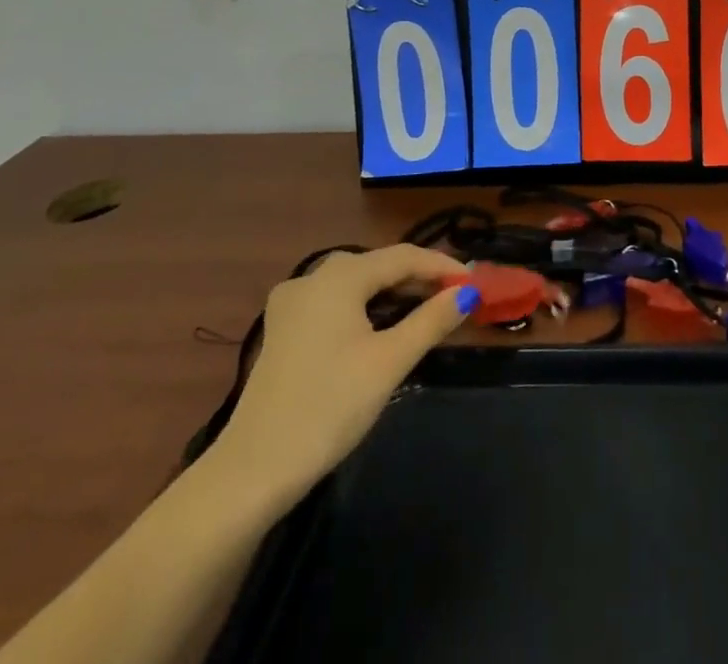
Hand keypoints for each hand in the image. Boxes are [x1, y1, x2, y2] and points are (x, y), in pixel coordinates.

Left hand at [202, 245, 476, 506]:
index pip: (403, 256)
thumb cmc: (329, 406)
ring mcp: (292, 304)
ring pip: (356, 284)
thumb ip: (431, 321)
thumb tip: (467, 293)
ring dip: (393, 293)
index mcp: (339, 277)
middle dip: (419, 278)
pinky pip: (335, 303)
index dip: (441, 266)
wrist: (253, 471)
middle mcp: (312, 277)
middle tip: (455, 297)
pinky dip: (366, 307)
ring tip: (427, 310)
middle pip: (378, 266)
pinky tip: (382, 326)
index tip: (474, 283)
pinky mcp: (283, 331)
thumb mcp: (389, 362)